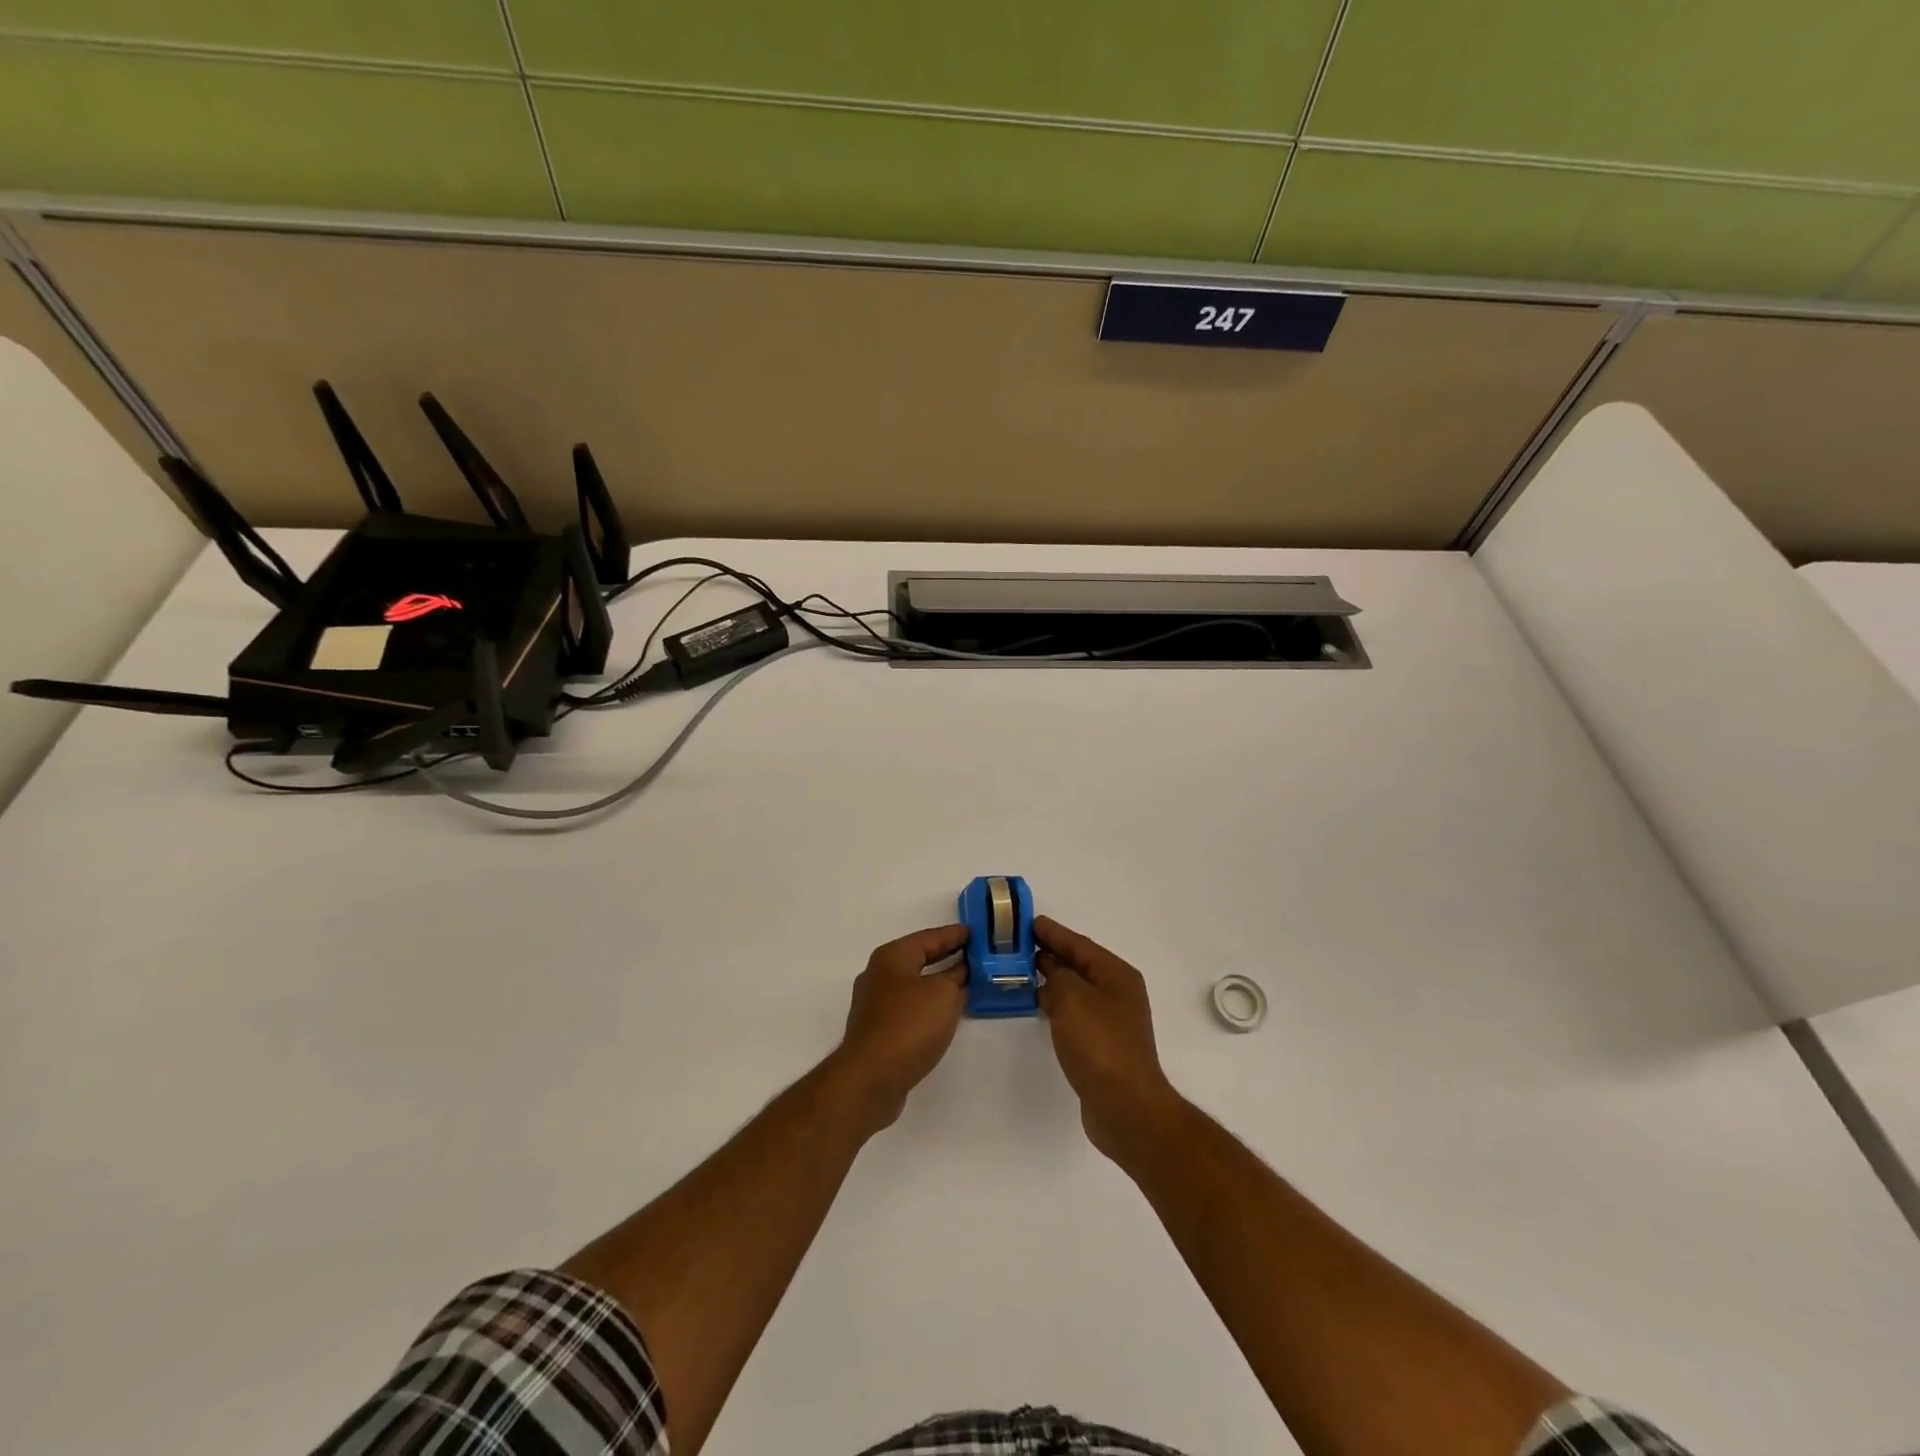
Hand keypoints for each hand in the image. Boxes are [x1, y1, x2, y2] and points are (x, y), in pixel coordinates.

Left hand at [833, 925, 968, 1131]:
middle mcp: (879, 975)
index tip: (974, 933)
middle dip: (945, 956)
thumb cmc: (909, 1025)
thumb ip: (955, 978)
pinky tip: (943, 1014)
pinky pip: (909, 1007)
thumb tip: (958, 974)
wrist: (870, 1078)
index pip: (929, 937)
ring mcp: (875, 1004)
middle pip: (918, 958)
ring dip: (937, 983)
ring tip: (964, 984)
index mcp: (892, 957)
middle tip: (973, 955)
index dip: (953, 935)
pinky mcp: (877, 1031)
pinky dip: (928, 1004)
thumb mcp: (943, 994)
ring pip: (913, 985)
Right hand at [1036, 916, 1183, 1165]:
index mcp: (1116, 974)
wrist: (1125, 1106)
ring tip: (1021, 971)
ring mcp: (1111, 1020)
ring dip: (1051, 979)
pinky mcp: (1102, 1044)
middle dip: (1050, 953)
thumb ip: (1057, 975)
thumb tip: (1050, 968)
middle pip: (1079, 964)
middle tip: (1018, 945)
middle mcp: (1117, 992)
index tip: (1028, 922)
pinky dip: (1056, 1003)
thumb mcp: (1072, 998)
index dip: (1053, 932)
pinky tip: (1038, 1004)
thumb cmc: (1099, 1044)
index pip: (1079, 944)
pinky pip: (1074, 1012)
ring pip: (1076, 989)